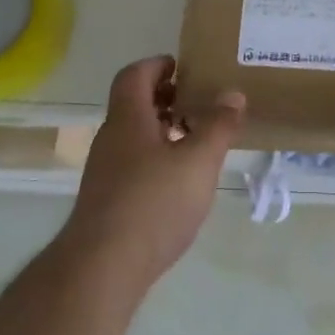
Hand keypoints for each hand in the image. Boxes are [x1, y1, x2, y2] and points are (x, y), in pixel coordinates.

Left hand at [59, 56, 243, 294]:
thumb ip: (218, 125)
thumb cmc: (153, 203)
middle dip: (167, 99)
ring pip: (135, 136)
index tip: (186, 69)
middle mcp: (111, 138)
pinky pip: (132, 164)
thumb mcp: (198, 161)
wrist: (101, 269)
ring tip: (196, 143)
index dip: (158, 65)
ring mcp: (105, 172)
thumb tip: (233, 93)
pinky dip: (156, 160)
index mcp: (128, 118)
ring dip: (163, 131)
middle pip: (134, 104)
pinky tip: (179, 183)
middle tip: (199, 104)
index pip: (134, 74)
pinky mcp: (106, 201)